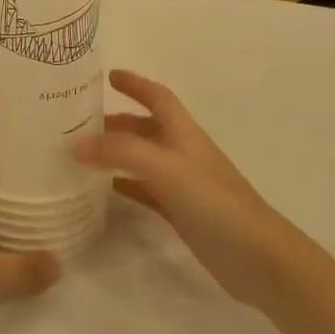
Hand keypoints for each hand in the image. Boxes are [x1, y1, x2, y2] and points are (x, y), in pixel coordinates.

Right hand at [75, 70, 295, 308]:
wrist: (257, 257)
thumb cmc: (215, 202)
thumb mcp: (166, 168)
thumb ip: (122, 152)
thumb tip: (77, 143)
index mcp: (184, 133)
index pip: (158, 97)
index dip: (136, 84)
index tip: (108, 75)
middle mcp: (183, 153)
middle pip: (146, 128)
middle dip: (116, 121)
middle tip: (79, 123)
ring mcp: (182, 185)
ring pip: (142, 159)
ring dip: (116, 153)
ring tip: (81, 154)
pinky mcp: (181, 213)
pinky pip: (145, 191)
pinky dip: (125, 185)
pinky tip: (103, 190)